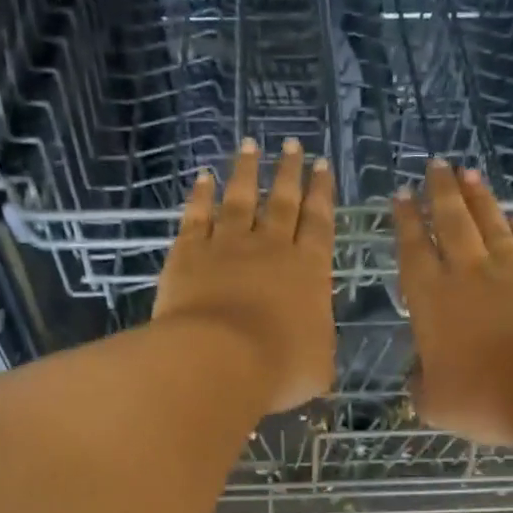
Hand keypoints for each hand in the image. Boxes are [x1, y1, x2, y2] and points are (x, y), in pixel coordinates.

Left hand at [154, 137, 336, 415]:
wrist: (220, 361)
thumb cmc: (278, 368)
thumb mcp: (318, 365)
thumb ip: (317, 342)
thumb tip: (313, 340)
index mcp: (309, 270)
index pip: (319, 223)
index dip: (322, 193)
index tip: (322, 165)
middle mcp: (270, 248)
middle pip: (283, 202)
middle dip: (289, 172)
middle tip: (292, 144)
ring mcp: (227, 246)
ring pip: (240, 199)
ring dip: (246, 172)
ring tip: (250, 146)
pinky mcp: (189, 254)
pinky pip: (197, 216)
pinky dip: (201, 195)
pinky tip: (203, 178)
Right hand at [393, 161, 512, 447]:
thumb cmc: (485, 398)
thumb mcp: (436, 404)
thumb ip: (421, 385)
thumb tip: (417, 376)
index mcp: (431, 299)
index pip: (412, 250)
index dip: (404, 221)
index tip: (401, 195)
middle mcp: (469, 273)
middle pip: (451, 221)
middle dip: (440, 192)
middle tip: (436, 166)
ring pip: (491, 223)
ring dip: (479, 198)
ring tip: (470, 174)